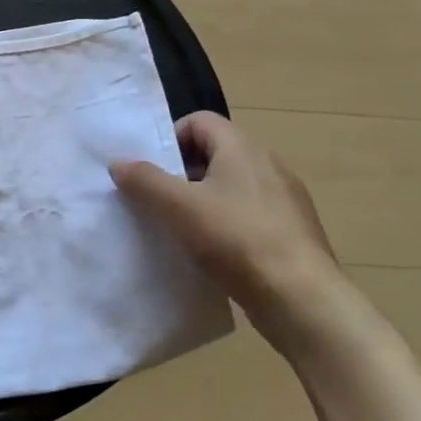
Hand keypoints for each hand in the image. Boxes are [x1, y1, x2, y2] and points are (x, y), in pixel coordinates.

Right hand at [111, 112, 345, 352]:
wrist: (301, 299)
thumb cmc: (236, 240)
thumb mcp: (177, 206)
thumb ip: (144, 179)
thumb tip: (118, 162)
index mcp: (242, 148)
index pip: (199, 121)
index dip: (170, 138)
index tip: (152, 170)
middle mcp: (268, 164)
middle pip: (215, 153)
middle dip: (182, 172)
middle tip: (159, 200)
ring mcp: (285, 199)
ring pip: (232, 186)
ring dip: (203, 200)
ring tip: (181, 229)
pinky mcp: (292, 231)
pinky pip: (249, 214)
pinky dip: (226, 224)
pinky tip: (213, 252)